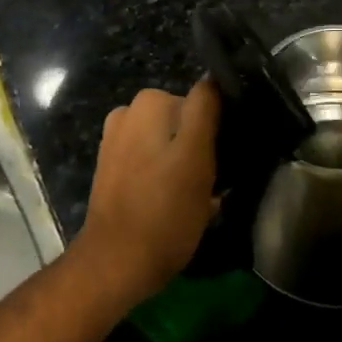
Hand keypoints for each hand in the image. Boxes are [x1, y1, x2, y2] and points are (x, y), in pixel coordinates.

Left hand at [73, 81, 221, 307]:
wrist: (117, 262)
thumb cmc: (164, 211)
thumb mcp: (197, 158)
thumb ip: (204, 111)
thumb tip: (213, 79)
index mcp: (150, 103)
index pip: (203, 100)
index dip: (220, 127)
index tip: (228, 155)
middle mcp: (129, 112)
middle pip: (185, 122)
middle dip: (201, 146)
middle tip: (216, 180)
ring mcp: (118, 141)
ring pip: (170, 143)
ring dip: (184, 163)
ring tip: (196, 195)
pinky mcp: (113, 168)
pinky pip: (152, 161)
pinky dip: (164, 174)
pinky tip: (172, 201)